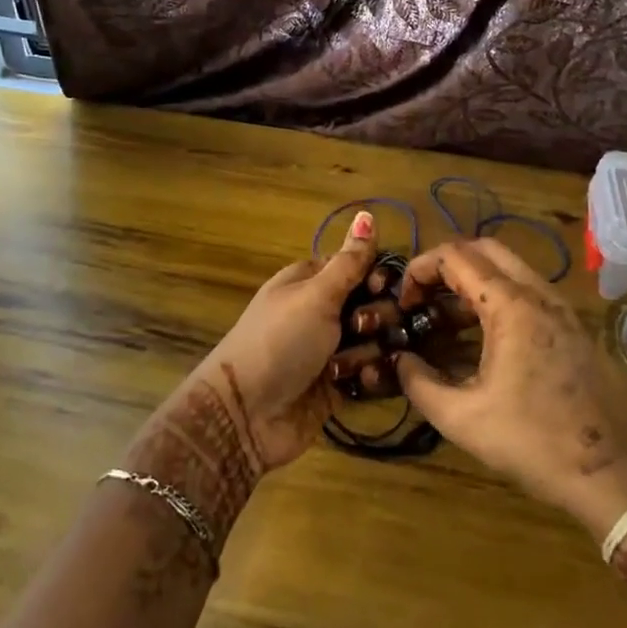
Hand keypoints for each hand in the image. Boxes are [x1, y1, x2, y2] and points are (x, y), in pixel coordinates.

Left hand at [164, 211, 378, 480]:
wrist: (247, 414)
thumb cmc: (279, 342)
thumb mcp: (315, 295)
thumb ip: (349, 261)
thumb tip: (367, 213)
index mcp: (312, 282)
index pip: (360, 267)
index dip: (376, 276)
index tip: (379, 287)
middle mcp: (323, 312)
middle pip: (374, 304)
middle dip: (376, 317)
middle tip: (357, 329)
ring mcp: (332, 350)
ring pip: (377, 341)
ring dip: (368, 352)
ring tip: (346, 367)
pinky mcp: (339, 385)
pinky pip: (372, 373)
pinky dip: (369, 378)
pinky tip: (358, 385)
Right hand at [391, 239, 626, 539]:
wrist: (608, 473)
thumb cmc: (531, 441)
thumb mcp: (461, 418)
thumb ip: (418, 383)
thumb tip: (399, 361)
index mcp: (511, 305)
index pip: (456, 256)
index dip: (420, 269)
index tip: (403, 301)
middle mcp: (538, 293)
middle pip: (485, 249)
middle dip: (446, 265)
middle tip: (423, 298)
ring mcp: (560, 308)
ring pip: (508, 269)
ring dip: (472, 281)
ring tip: (444, 319)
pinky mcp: (571, 326)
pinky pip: (526, 292)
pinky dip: (495, 298)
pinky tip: (479, 339)